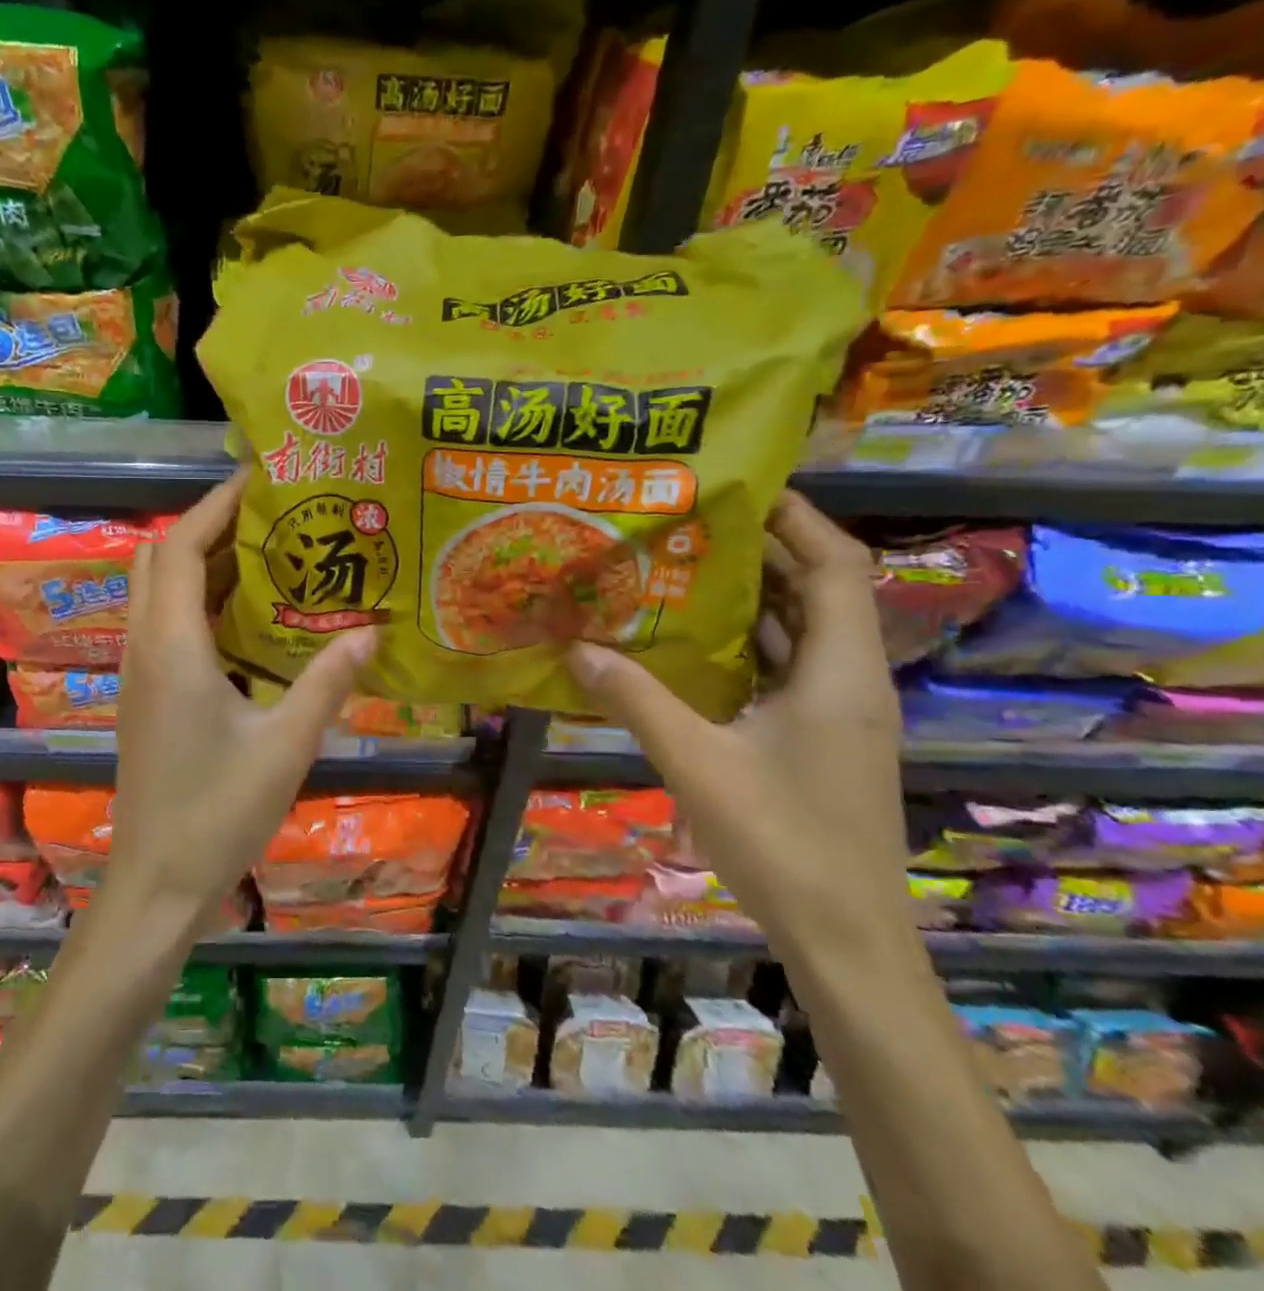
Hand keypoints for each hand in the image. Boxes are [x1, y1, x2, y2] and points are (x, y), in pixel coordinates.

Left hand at [108, 468, 375, 933]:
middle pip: (161, 559)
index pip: (183, 548)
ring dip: (202, 564)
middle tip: (270, 517)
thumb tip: (372, 631)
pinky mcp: (144, 695)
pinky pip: (164, 624)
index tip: (259, 478)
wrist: (157, 881)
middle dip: (208, 526)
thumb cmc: (218, 811)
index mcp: (172, 646)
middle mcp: (145, 646)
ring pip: (158, 591)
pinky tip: (248, 619)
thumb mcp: (286, 744)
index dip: (215, 505)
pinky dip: (198, 602)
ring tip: (268, 555)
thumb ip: (327, 681)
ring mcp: (138, 672)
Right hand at [569, 491, 904, 947]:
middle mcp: (851, 681)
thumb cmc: (783, 844)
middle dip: (762, 549)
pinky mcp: (821, 740)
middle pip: (820, 589)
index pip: (835, 566)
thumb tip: (575, 645)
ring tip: (682, 567)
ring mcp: (839, 713)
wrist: (847, 941)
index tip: (739, 486)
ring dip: (753, 596)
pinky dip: (748, 644)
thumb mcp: (696, 763)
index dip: (796, 518)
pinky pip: (787, 669)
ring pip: (802, 631)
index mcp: (840, 673)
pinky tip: (692, 645)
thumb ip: (635, 699)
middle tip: (689, 522)